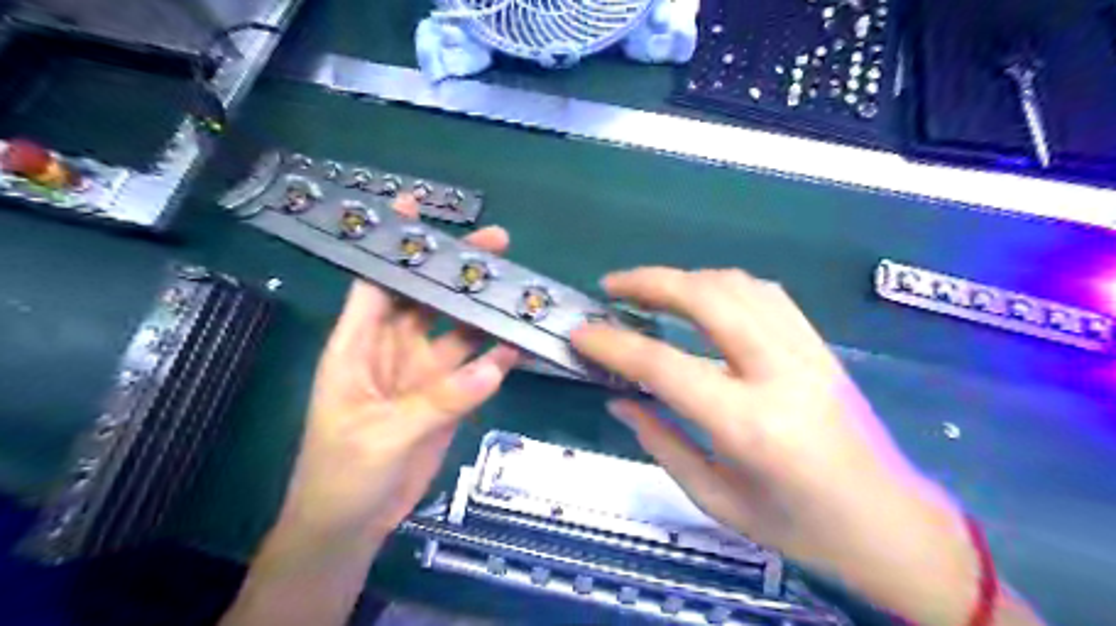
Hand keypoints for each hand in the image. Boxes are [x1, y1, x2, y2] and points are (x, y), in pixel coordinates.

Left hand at [222, 226, 518, 624]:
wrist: (353, 523)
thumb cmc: (342, 474)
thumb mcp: (382, 435)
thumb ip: (439, 401)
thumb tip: (495, 367)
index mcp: (358, 346)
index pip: (376, 283)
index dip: (393, 245)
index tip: (415, 208)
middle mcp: (392, 350)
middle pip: (427, 298)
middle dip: (456, 270)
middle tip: (497, 245)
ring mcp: (423, 374)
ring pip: (457, 331)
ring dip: (483, 311)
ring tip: (517, 289)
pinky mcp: (446, 398)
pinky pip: (475, 368)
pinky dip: (497, 356)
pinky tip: (519, 343)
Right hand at [571, 269, 1008, 625]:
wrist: (892, 526)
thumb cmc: (801, 528)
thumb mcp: (718, 500)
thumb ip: (662, 443)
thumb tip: (620, 399)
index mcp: (748, 425)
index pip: (664, 365)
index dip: (613, 344)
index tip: (581, 332)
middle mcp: (779, 374)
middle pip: (707, 299)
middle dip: (651, 282)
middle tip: (612, 286)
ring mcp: (806, 352)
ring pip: (738, 285)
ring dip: (686, 278)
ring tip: (651, 289)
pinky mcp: (820, 346)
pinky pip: (767, 294)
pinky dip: (725, 285)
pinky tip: (704, 297)